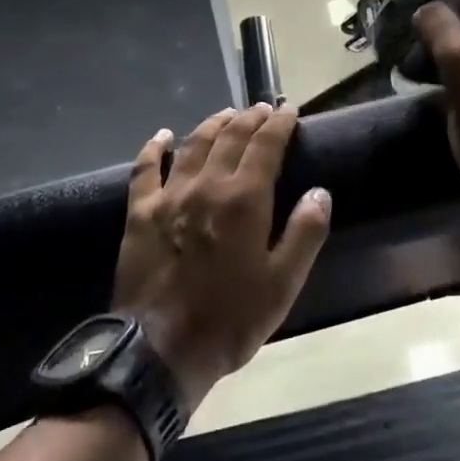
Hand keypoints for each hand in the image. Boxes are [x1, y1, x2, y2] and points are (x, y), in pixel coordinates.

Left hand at [113, 104, 330, 414]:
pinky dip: (155, 148)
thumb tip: (319, 192)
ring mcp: (169, 196)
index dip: (280, 123)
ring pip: (193, 144)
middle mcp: (207, 185)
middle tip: (263, 109)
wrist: (159, 352)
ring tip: (227, 114)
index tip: (290, 110)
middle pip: (230, 136)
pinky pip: (145, 169)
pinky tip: (163, 135)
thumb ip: (305, 233)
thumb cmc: (230, 319)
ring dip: (213, 124)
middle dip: (250, 118)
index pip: (266, 145)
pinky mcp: (139, 213)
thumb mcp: (283, 284)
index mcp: (244, 199)